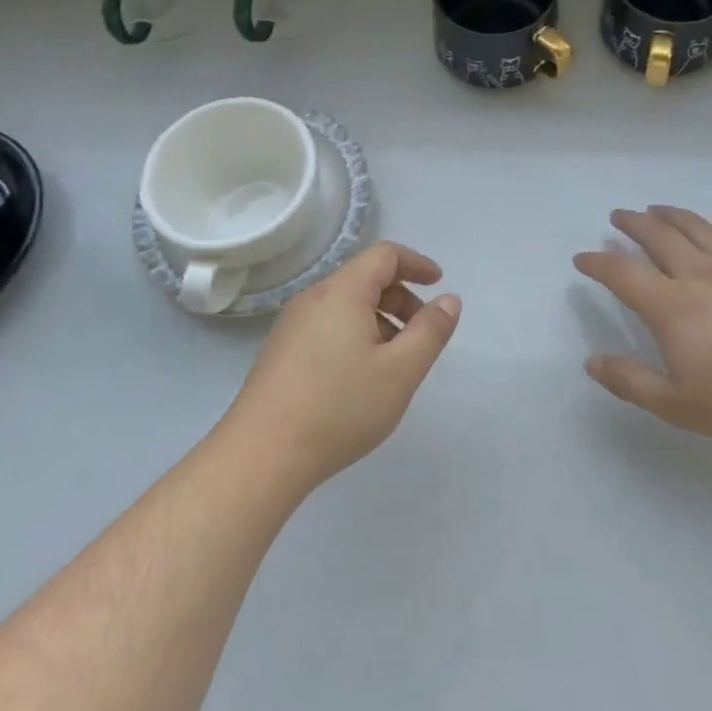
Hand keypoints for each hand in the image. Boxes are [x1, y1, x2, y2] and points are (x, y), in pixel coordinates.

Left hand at [226, 242, 461, 489]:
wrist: (262, 455)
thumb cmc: (339, 408)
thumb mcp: (400, 371)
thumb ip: (431, 331)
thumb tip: (449, 300)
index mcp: (341, 293)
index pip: (384, 255)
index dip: (416, 263)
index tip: (438, 284)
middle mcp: (313, 299)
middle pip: (364, 279)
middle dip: (401, 298)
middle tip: (422, 335)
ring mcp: (292, 326)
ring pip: (346, 306)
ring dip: (379, 320)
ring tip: (395, 363)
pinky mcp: (282, 352)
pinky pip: (328, 327)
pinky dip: (356, 335)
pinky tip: (361, 378)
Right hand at [573, 206, 711, 445]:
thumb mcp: (676, 404)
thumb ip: (630, 381)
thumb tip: (591, 362)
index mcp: (671, 306)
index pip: (622, 273)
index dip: (598, 263)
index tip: (582, 258)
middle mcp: (698, 276)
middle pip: (658, 238)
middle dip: (633, 224)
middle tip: (618, 216)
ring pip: (698, 229)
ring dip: (672, 215)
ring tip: (656, 208)